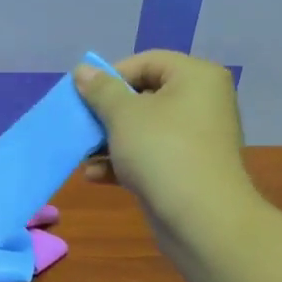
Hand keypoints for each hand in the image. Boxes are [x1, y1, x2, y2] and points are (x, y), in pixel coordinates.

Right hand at [73, 51, 262, 255]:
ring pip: (142, 129)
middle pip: (142, 96)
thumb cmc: (162, 152)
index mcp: (195, 77)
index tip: (83, 96)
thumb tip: (83, 70)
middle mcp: (200, 102)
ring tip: (82, 154)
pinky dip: (122, 162)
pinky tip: (94, 175)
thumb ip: (100, 90)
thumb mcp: (123, 115)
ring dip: (108, 140)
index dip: (111, 76)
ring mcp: (194, 138)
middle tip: (80, 125)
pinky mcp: (185, 169)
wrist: (201, 219)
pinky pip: (148, 155)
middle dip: (106, 113)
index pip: (146, 62)